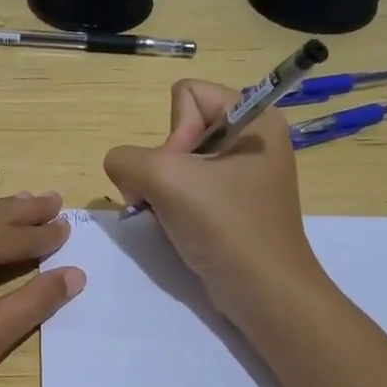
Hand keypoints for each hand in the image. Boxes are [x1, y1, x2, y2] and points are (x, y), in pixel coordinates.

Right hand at [103, 80, 322, 324]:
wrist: (264, 292)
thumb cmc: (226, 226)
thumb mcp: (165, 179)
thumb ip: (126, 159)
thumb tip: (122, 169)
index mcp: (255, 118)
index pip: (187, 94)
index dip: (173, 132)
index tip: (182, 172)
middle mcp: (253, 139)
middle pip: (180, 128)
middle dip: (162, 165)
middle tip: (172, 198)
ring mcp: (244, 174)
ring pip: (178, 162)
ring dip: (161, 188)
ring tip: (170, 215)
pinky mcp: (234, 204)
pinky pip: (188, 187)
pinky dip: (173, 205)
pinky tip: (177, 226)